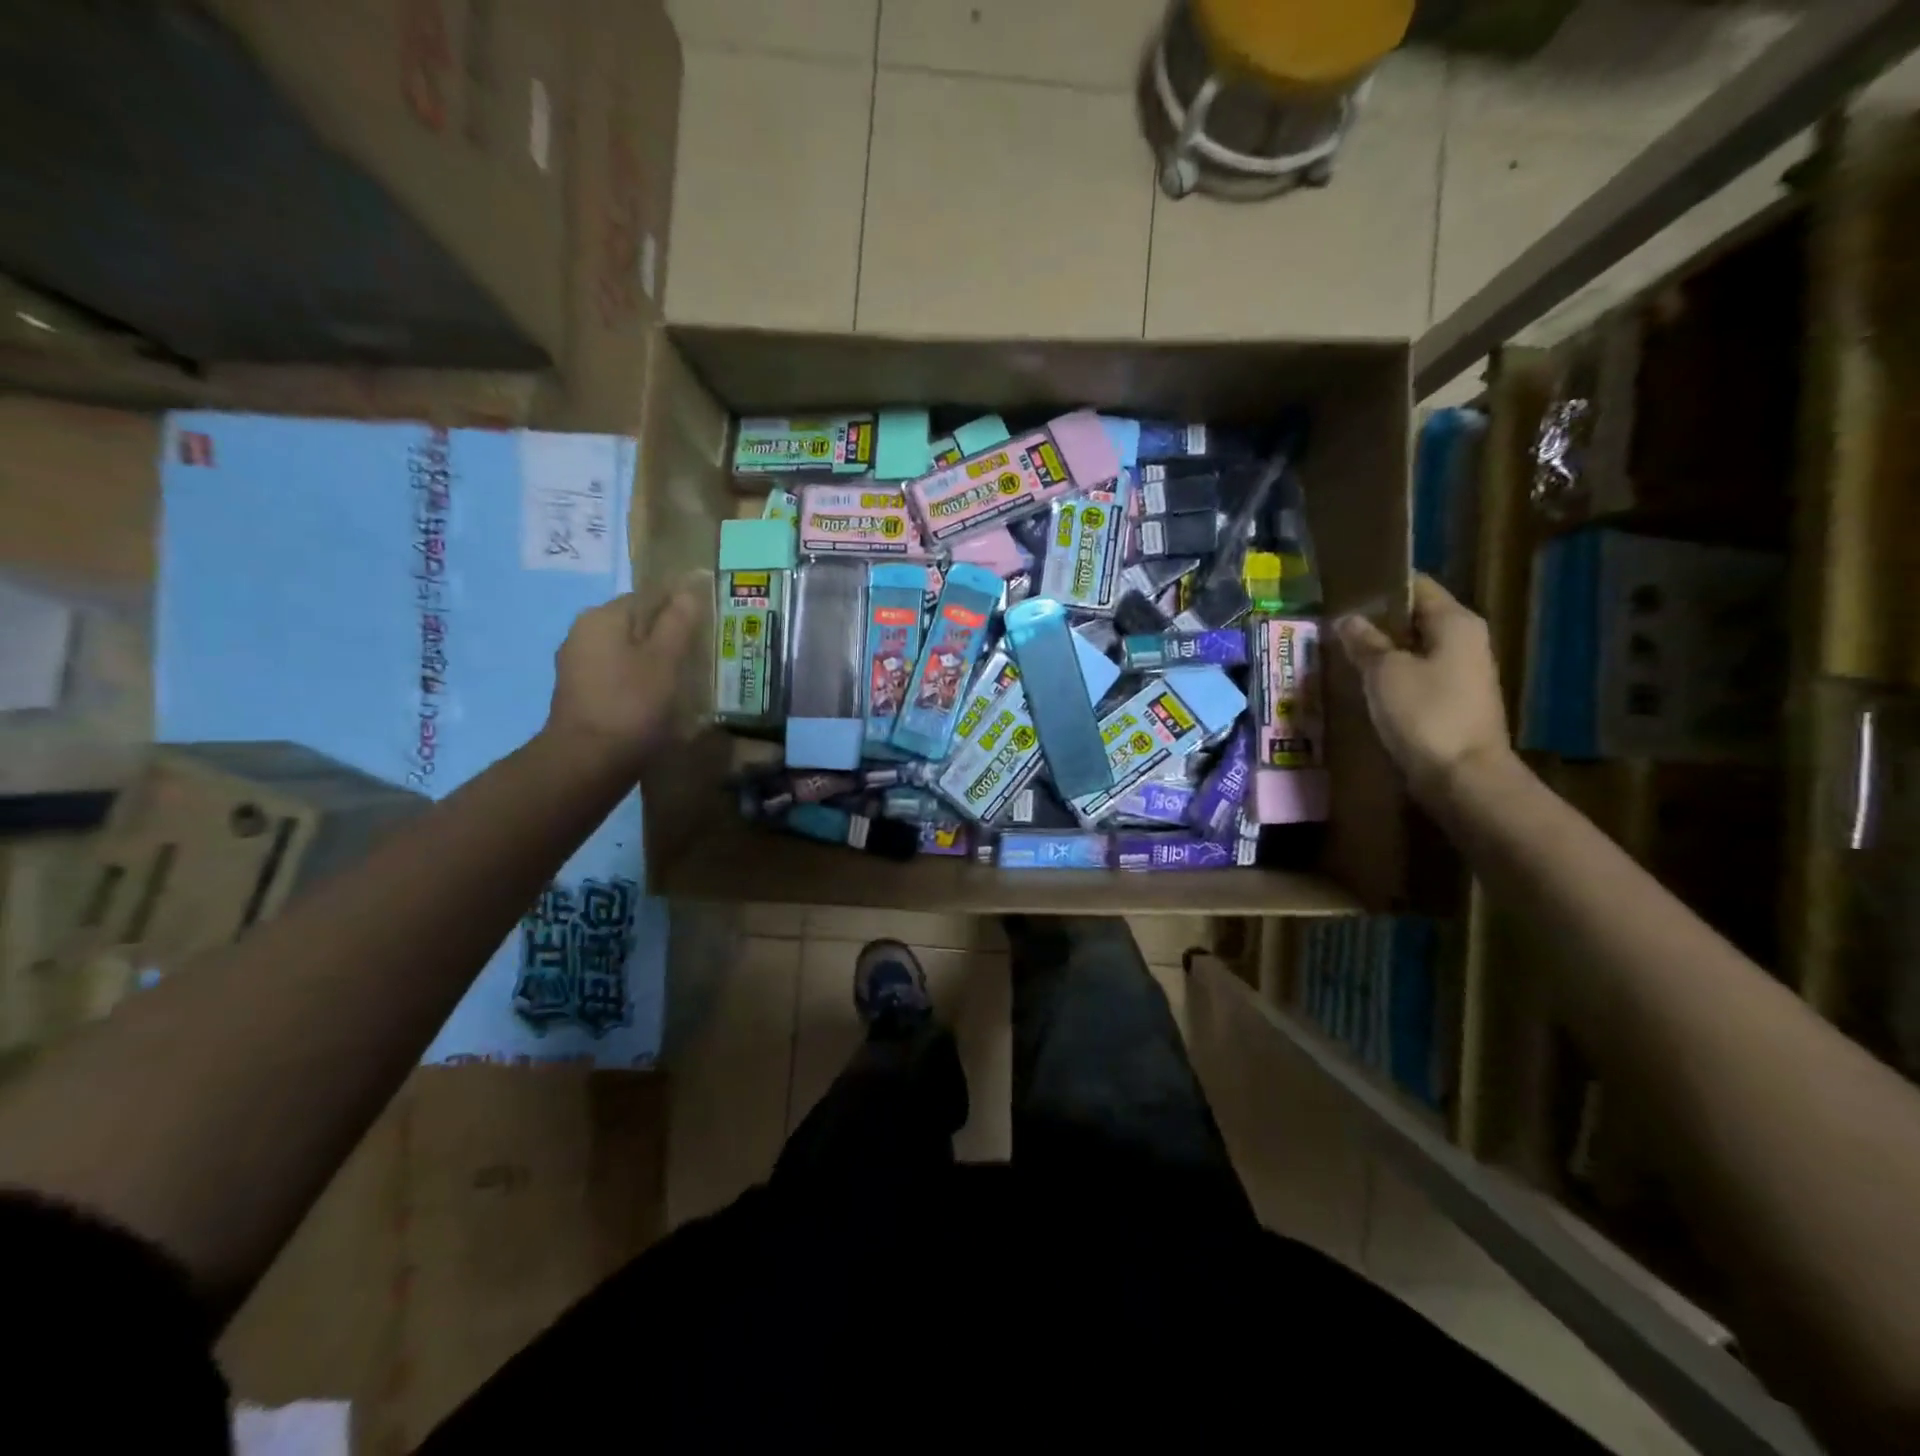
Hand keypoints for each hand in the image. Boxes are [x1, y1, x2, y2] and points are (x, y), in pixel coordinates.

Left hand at [545, 578, 705, 773]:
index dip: (678, 611)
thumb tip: (688, 589)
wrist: (588, 761)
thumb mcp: (665, 660)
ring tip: (681, 683)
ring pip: (626, 652)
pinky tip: (656, 701)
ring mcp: (577, 665)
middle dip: (666, 638)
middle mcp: (583, 632)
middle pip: (635, 625)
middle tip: (697, 661)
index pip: (647, 597)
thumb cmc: (632, 704)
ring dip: (652, 662)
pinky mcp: (580, 693)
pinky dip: (636, 682)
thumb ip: (678, 622)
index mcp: (602, 617)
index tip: (703, 634)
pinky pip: (616, 675)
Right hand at [1334, 574, 1511, 805]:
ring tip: (1340, 653)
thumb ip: (1364, 642)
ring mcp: (1461, 673)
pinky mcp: (1452, 701)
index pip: (1417, 586)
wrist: (1462, 776)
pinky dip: (1390, 676)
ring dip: (1381, 651)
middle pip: (1415, 618)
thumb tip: (1348, 619)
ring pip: (1414, 649)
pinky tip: (1362, 684)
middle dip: (1376, 621)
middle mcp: (1465, 640)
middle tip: (1334, 625)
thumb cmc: (1425, 714)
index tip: (1344, 590)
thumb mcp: (1385, 672)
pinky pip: (1416, 676)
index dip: (1381, 586)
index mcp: (1455, 622)